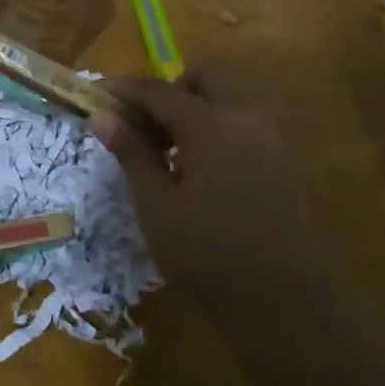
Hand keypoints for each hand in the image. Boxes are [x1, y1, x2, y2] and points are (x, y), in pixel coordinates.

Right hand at [89, 68, 327, 305]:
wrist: (286, 305)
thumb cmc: (208, 255)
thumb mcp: (157, 206)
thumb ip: (131, 153)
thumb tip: (102, 115)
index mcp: (211, 125)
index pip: (159, 90)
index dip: (125, 89)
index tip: (98, 93)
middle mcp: (247, 119)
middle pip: (204, 80)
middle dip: (169, 92)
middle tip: (144, 128)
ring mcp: (273, 139)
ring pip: (228, 100)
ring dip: (195, 110)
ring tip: (170, 154)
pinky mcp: (286, 162)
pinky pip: (246, 125)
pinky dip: (218, 129)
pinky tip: (202, 172)